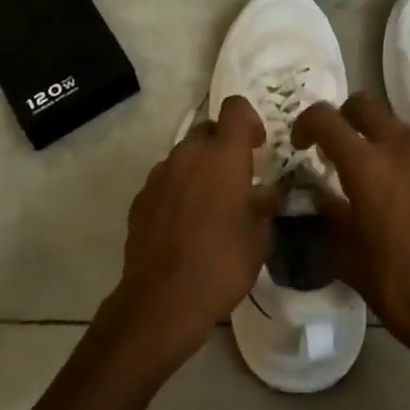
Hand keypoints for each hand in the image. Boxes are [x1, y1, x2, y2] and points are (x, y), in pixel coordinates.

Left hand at [105, 96, 286, 372]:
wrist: (161, 302)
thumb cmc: (221, 265)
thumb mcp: (259, 238)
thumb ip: (265, 205)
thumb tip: (268, 192)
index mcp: (224, 155)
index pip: (236, 107)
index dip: (249, 119)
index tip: (257, 145)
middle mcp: (189, 154)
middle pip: (208, 129)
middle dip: (223, 146)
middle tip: (236, 179)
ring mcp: (160, 174)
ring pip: (185, 155)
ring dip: (199, 169)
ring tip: (209, 206)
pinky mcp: (141, 197)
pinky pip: (166, 180)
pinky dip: (178, 190)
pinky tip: (184, 224)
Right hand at [293, 93, 409, 370]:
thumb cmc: (399, 286)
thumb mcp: (348, 257)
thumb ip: (330, 216)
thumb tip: (321, 196)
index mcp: (366, 165)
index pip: (326, 118)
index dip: (306, 123)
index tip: (302, 145)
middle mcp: (401, 147)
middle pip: (365, 104)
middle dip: (345, 118)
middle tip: (338, 149)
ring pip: (397, 125)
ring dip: (379, 139)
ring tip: (377, 177)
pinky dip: (409, 162)